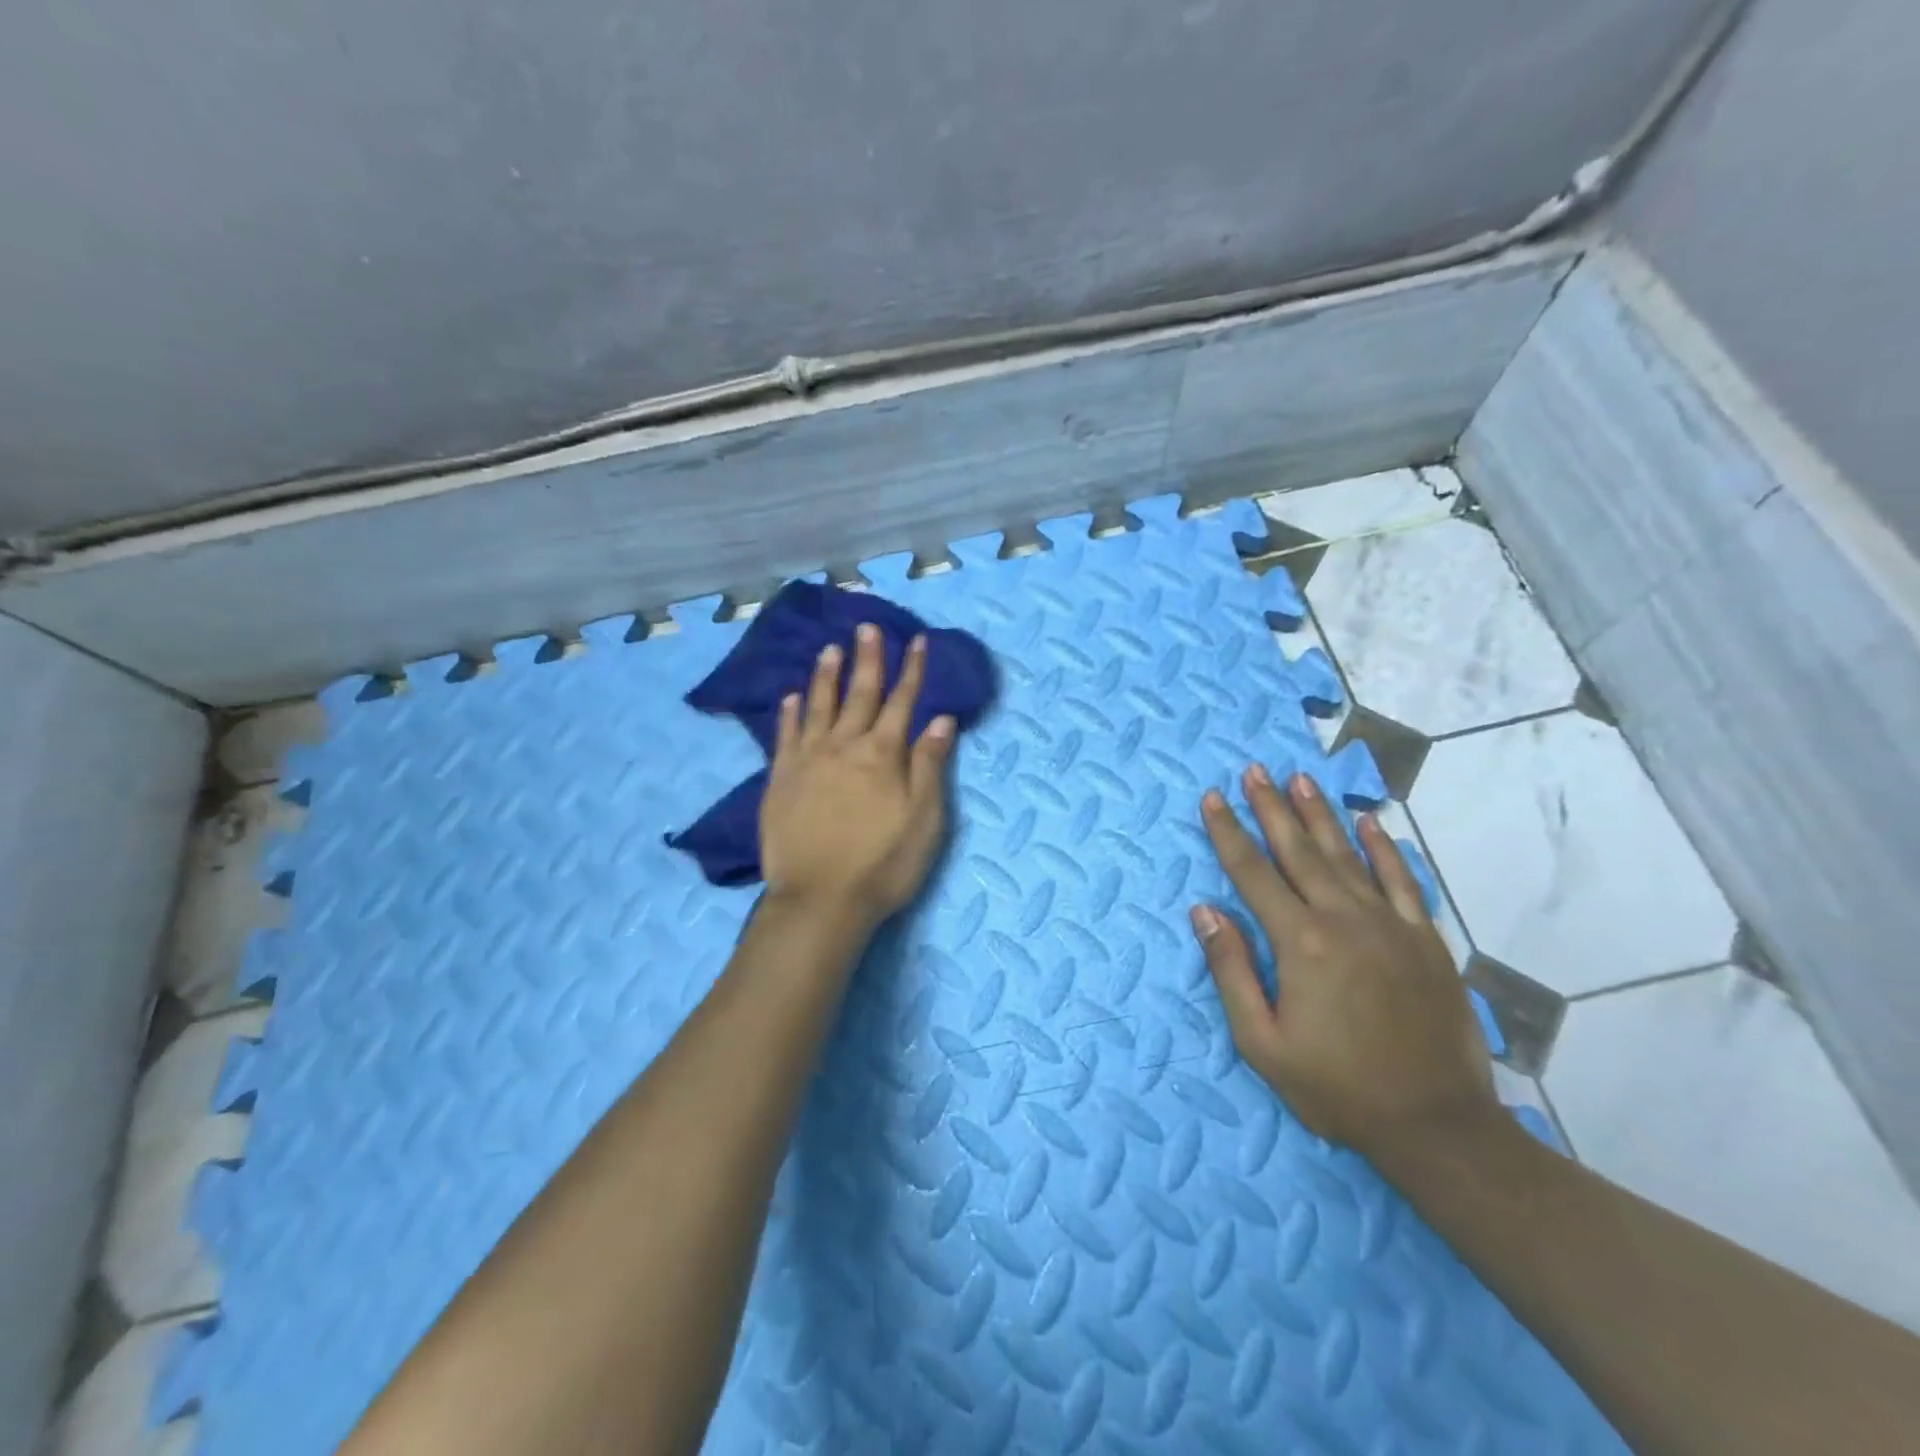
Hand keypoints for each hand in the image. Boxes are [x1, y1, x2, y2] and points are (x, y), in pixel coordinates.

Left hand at [759, 624, 956, 928]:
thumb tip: (940, 718)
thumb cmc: (883, 864)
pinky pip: (785, 735)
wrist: (820, 899)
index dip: (912, 669)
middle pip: (859, 693)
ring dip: (826, 675)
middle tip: (868, 626)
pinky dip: (789, 713)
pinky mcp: (780, 779)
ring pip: (818, 706)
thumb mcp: (924, 819)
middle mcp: (844, 746)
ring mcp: (808, 760)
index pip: (903, 701)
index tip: (917, 640)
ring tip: (830, 649)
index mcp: (883, 754)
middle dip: (868, 659)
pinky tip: (791, 697)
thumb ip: (930, 765)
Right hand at [1191, 765, 1498, 1157]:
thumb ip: (1231, 970)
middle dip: (1271, 807)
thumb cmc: (1337, 1087)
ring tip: (1300, 779)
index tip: (1212, 798)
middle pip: (1298, 851)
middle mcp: (1344, 919)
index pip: (1253, 873)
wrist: (1437, 1125)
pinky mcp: (1425, 940)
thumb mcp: (1262, 1042)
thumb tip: (1205, 911)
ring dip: (1320, 815)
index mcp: (1300, 942)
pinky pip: (1403, 881)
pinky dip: (1385, 848)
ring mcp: (1390, 925)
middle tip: (1254, 770)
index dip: (1228, 832)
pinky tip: (1370, 823)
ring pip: (1347, 855)